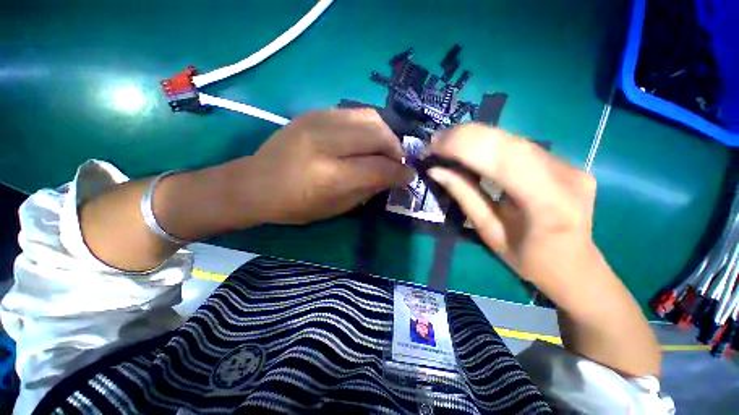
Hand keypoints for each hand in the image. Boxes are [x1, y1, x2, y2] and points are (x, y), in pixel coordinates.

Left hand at [224, 109, 412, 224]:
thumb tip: (391, 177)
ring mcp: (318, 121)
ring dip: (385, 135)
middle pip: (378, 135)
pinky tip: (365, 140)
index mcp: (330, 174)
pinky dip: (368, 127)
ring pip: (370, 117)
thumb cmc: (295, 206)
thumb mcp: (336, 208)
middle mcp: (326, 142)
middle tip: (398, 162)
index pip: (379, 168)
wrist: (256, 183)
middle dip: (396, 150)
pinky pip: (354, 113)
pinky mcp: (313, 113)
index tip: (409, 177)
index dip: (400, 173)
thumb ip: (367, 190)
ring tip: (385, 150)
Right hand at [428, 124, 661, 376]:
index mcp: (544, 201)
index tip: (432, 146)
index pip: (498, 156)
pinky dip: (489, 144)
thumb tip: (438, 171)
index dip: (460, 145)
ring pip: (512, 136)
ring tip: (447, 145)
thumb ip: (464, 196)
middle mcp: (561, 173)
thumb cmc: (533, 263)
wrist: (585, 273)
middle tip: (433, 143)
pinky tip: (472, 152)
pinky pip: (518, 145)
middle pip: (505, 139)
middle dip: (463, 136)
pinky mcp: (563, 162)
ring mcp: (567, 164)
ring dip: (474, 138)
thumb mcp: (488, 234)